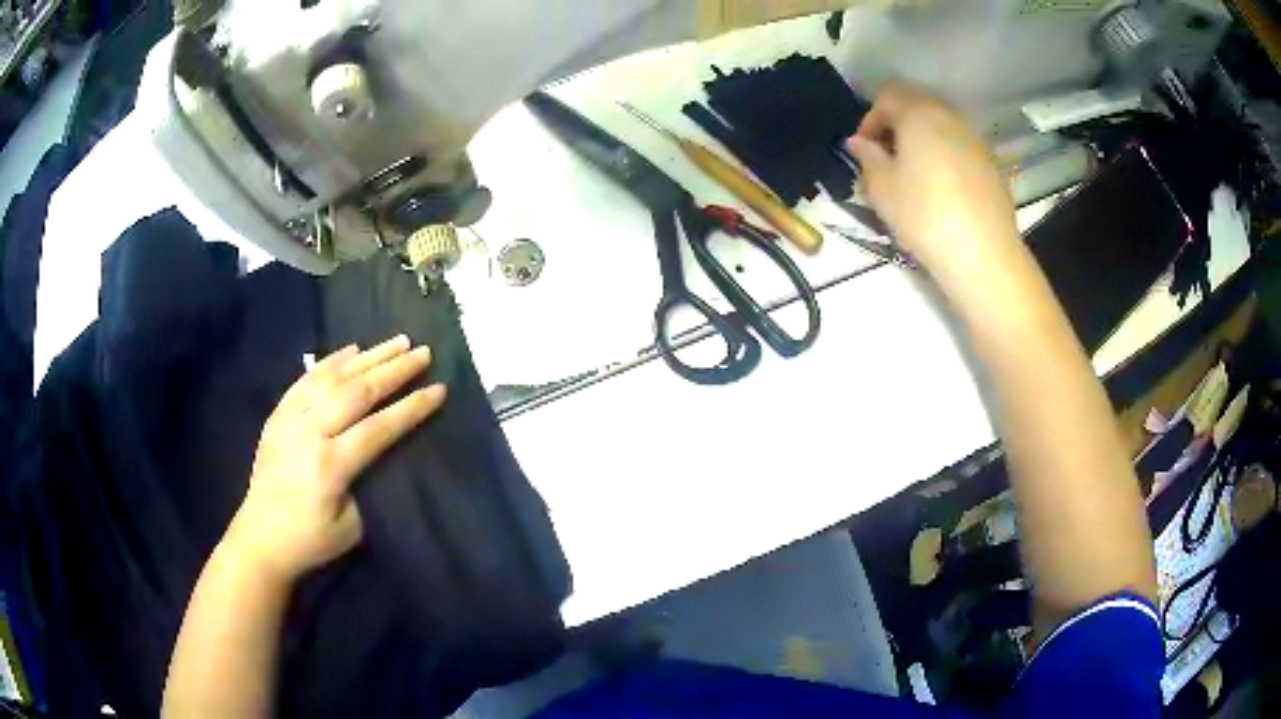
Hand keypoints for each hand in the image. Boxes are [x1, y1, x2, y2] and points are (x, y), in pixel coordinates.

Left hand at [225, 335, 446, 583]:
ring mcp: (290, 419)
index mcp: (330, 466)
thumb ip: (367, 485)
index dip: (411, 408)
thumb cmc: (311, 541)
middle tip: (423, 352)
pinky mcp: (278, 415)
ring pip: (333, 378)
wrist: (260, 538)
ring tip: (397, 341)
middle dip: (394, 370)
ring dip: (368, 357)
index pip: (378, 428)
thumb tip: (378, 452)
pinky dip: (330, 361)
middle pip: (357, 392)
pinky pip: (305, 380)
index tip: (438, 389)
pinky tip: (351, 350)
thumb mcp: (352, 526)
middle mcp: (309, 433)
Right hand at [847, 81, 1020, 280]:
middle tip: (886, 155)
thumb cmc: (924, 215)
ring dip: (922, 138)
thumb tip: (859, 142)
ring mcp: (975, 139)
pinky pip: (960, 146)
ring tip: (913, 172)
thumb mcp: (882, 188)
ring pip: (941, 124)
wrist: (983, 254)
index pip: (888, 96)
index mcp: (919, 114)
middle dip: (897, 122)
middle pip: (917, 103)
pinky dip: (945, 154)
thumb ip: (867, 157)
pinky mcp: (991, 164)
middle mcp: (950, 117)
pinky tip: (941, 187)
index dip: (870, 118)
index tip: (863, 149)